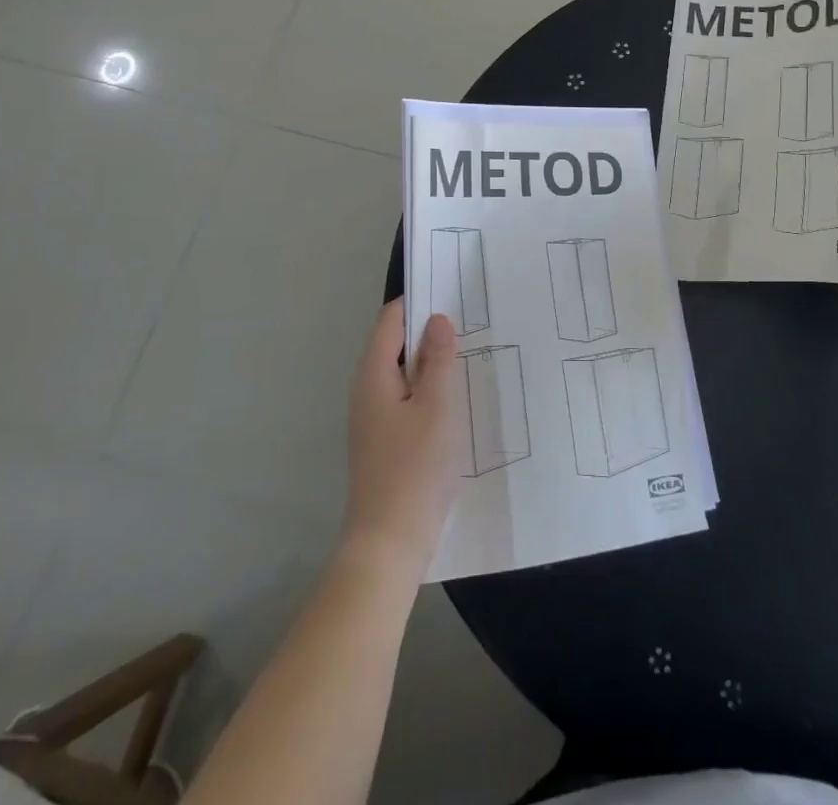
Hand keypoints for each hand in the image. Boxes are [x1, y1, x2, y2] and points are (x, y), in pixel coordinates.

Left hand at [340, 299, 461, 580]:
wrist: (388, 545)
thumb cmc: (414, 469)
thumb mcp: (436, 407)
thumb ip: (438, 360)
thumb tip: (437, 319)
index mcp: (373, 375)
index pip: (390, 320)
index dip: (418, 302)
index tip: (453, 293)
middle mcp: (367, 391)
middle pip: (395, 344)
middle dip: (429, 330)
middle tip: (471, 320)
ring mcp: (373, 418)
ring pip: (404, 373)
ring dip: (432, 361)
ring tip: (470, 352)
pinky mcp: (385, 441)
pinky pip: (407, 398)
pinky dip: (429, 388)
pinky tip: (457, 396)